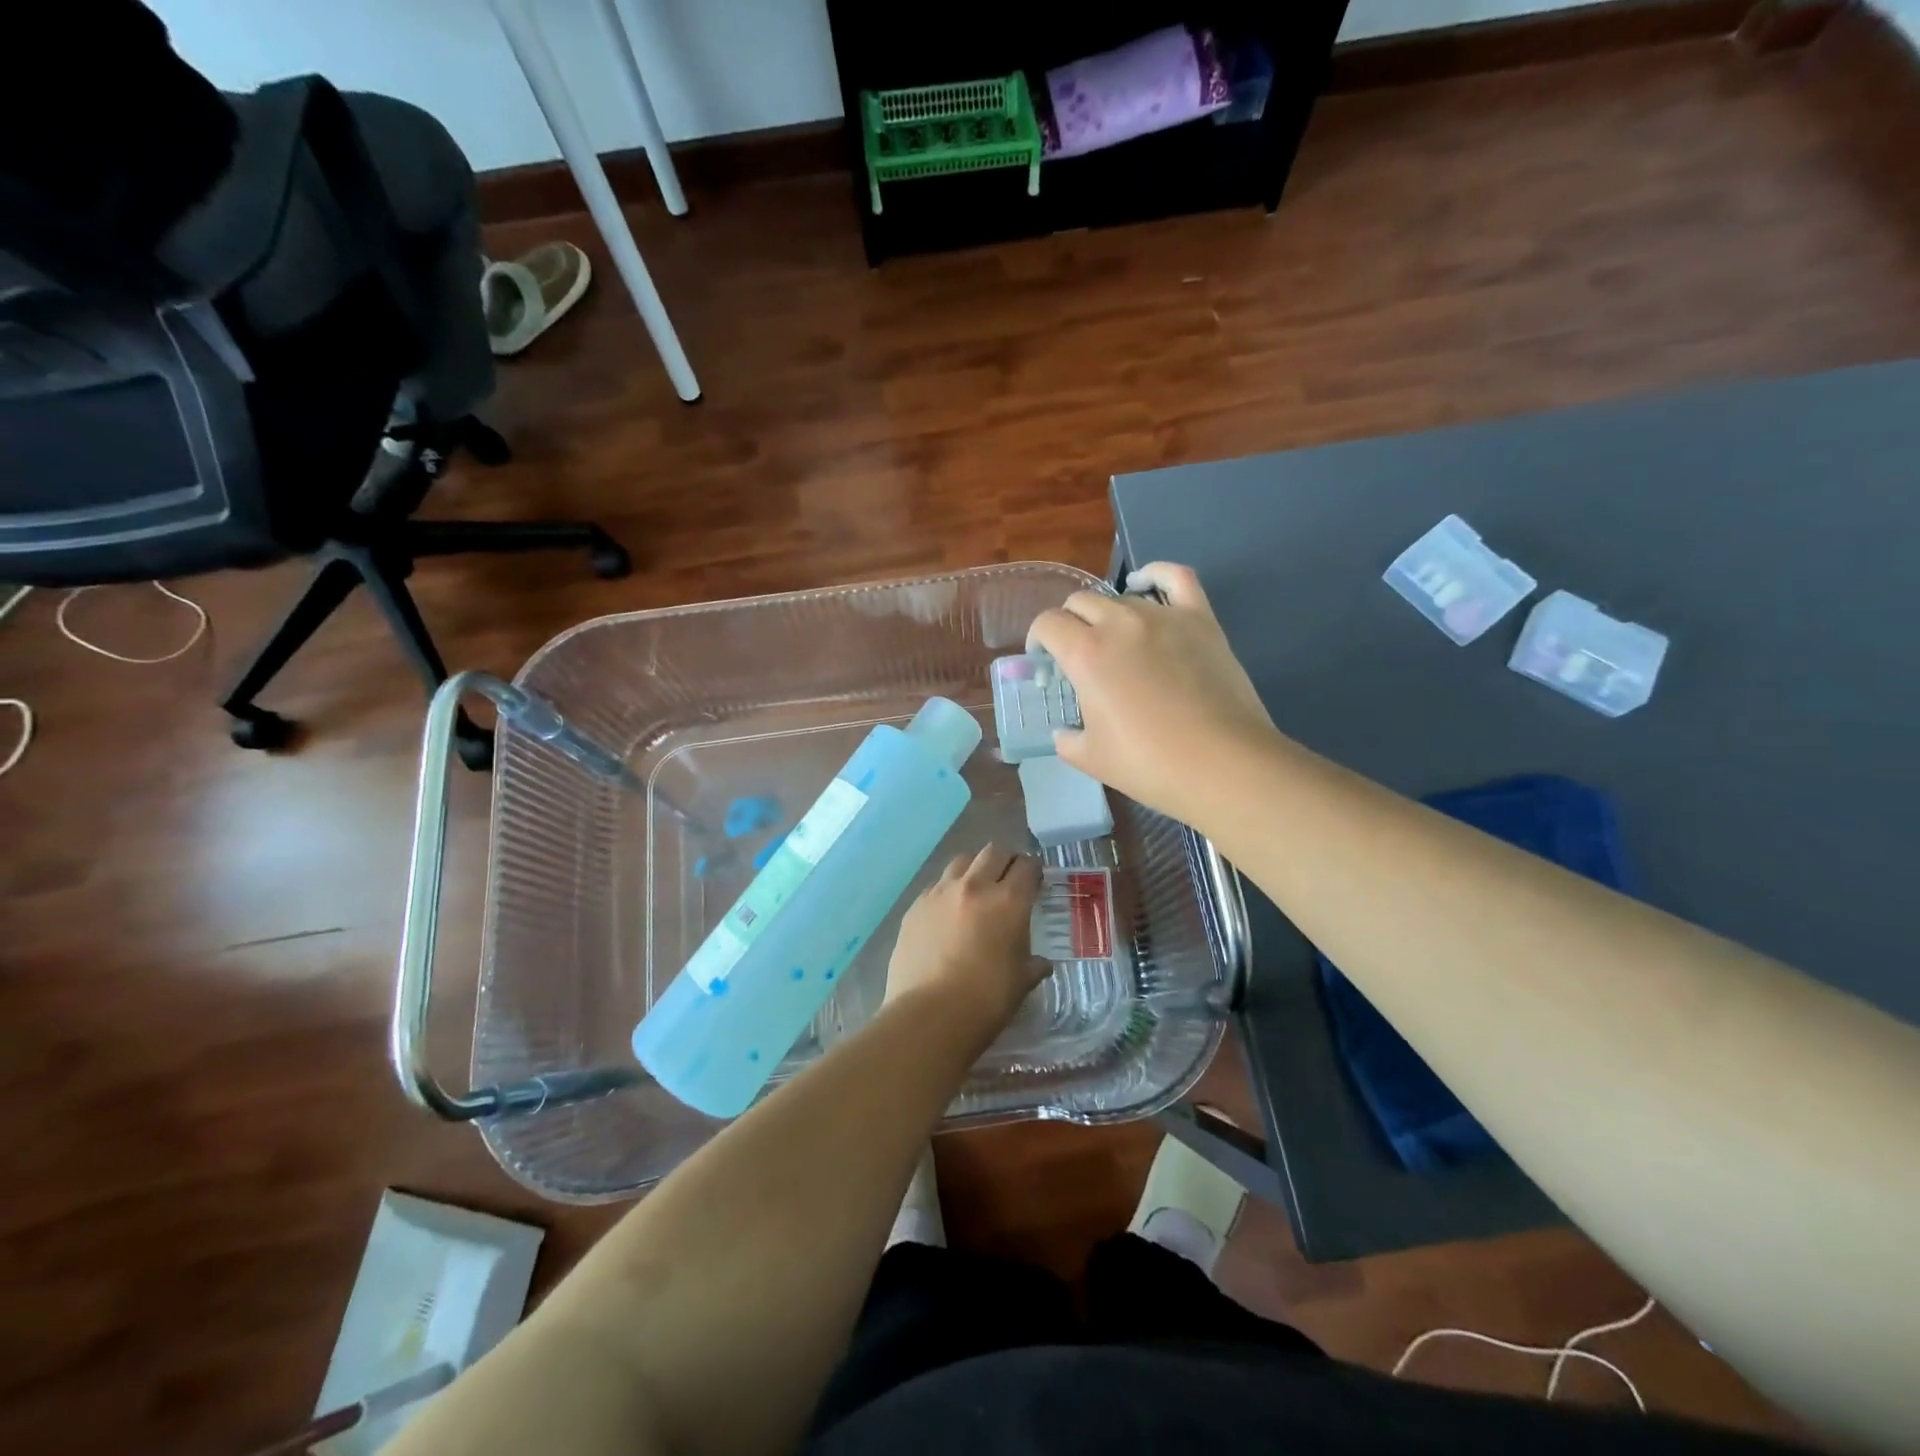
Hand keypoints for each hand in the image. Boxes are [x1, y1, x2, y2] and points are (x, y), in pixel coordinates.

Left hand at [885, 845, 1047, 1029]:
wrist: (929, 1015)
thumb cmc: (986, 1000)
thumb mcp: (1021, 982)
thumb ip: (1033, 965)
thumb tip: (1041, 963)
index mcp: (1008, 901)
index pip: (1026, 867)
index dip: (1033, 871)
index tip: (1035, 881)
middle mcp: (974, 886)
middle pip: (992, 852)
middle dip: (1005, 860)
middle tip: (1008, 878)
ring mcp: (940, 893)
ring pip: (961, 862)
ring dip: (974, 869)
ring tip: (976, 889)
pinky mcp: (915, 906)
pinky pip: (935, 886)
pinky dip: (947, 891)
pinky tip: (948, 913)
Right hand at [1027, 562, 1279, 824]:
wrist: (1223, 764)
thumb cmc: (1150, 764)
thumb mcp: (1090, 758)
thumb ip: (1066, 738)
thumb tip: (1065, 731)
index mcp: (1085, 653)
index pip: (1048, 624)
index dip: (1038, 640)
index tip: (1045, 662)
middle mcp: (1119, 623)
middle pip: (1080, 602)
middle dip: (1069, 625)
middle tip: (1077, 656)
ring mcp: (1163, 616)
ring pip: (1122, 598)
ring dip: (1108, 615)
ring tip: (1117, 642)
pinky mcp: (1200, 618)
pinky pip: (1174, 578)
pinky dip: (1155, 576)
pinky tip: (1145, 585)